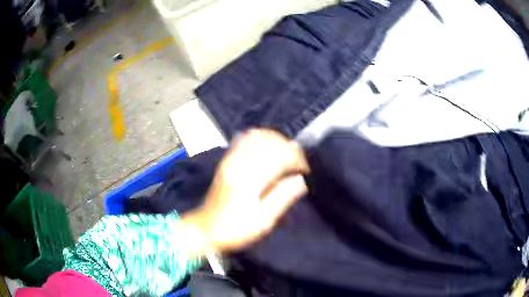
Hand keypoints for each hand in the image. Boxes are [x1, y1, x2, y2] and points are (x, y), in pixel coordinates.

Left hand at [179, 129, 308, 254]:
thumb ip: (283, 197)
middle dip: (289, 147)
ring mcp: (231, 160)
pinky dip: (259, 138)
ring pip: (257, 136)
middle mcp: (241, 163)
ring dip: (276, 140)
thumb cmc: (236, 228)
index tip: (305, 170)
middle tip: (298, 162)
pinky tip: (267, 145)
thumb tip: (301, 179)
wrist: (206, 229)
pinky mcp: (226, 161)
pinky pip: (243, 140)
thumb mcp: (263, 219)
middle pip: (270, 141)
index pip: (280, 155)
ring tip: (286, 153)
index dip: (297, 159)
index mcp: (251, 178)